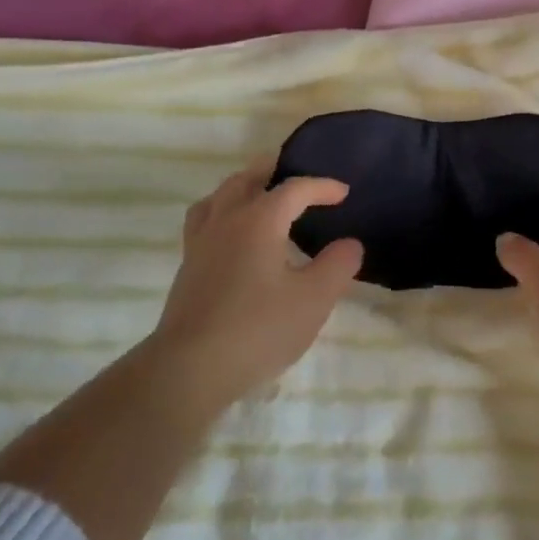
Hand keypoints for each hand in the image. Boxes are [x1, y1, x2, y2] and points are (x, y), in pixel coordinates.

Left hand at [151, 161, 363, 408]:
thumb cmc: (258, 329)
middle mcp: (226, 220)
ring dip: (243, 186)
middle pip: (247, 179)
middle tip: (294, 172)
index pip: (294, 188)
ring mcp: (201, 242)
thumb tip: (350, 243)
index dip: (321, 186)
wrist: (191, 368)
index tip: (343, 193)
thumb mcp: (313, 299)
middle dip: (273, 171)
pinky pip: (204, 220)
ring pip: (220, 196)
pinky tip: (232, 233)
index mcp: (259, 220)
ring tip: (259, 194)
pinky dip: (222, 211)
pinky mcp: (188, 266)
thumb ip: (337, 266)